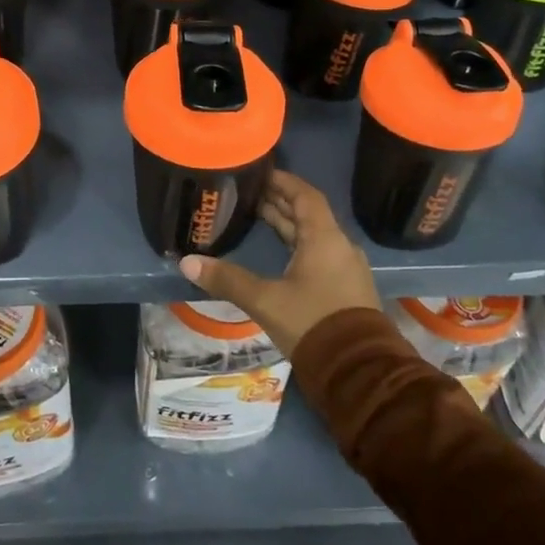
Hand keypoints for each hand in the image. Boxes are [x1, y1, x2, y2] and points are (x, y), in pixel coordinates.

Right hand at [180, 171, 378, 356]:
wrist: (357, 371)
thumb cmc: (312, 323)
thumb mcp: (265, 300)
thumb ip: (227, 279)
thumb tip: (187, 263)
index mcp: (325, 238)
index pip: (305, 196)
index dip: (283, 182)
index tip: (260, 173)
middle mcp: (339, 247)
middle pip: (308, 215)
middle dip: (280, 203)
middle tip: (249, 195)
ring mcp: (345, 269)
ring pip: (313, 236)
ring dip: (288, 226)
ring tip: (257, 218)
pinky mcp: (345, 289)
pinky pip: (319, 255)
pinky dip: (297, 246)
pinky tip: (278, 255)